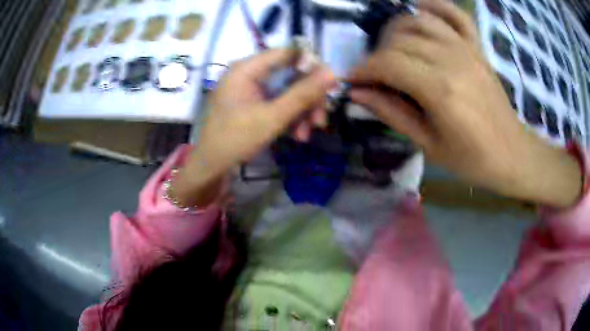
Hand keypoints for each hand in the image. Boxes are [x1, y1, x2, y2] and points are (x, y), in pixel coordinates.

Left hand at [174, 48, 335, 206]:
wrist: (211, 167)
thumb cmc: (235, 140)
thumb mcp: (272, 117)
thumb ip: (303, 94)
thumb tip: (333, 72)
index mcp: (247, 68)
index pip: (288, 53)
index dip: (312, 66)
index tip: (330, 86)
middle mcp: (249, 73)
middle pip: (290, 74)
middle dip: (308, 98)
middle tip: (320, 120)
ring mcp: (250, 88)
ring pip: (287, 90)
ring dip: (301, 111)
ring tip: (306, 134)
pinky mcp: (252, 102)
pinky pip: (278, 102)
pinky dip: (290, 116)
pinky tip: (297, 135)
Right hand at [348, 0, 580, 206]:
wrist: (511, 153)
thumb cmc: (472, 158)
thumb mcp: (429, 145)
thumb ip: (392, 114)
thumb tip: (357, 93)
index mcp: (440, 90)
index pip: (388, 63)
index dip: (363, 69)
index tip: (352, 80)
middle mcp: (451, 59)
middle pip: (399, 39)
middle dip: (378, 54)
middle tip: (375, 74)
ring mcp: (466, 48)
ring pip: (419, 20)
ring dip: (397, 29)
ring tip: (392, 47)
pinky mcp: (476, 46)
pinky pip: (454, 14)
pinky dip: (435, 6)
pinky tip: (420, 10)